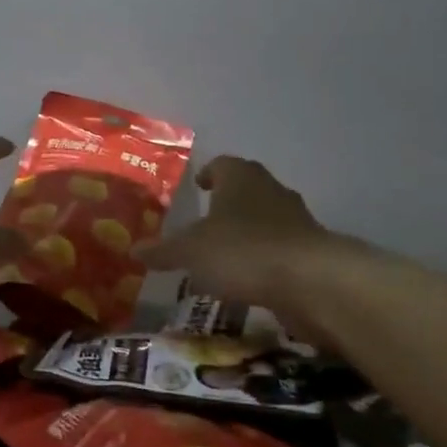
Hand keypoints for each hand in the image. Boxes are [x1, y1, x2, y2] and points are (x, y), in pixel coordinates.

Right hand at [138, 156, 340, 320]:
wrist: (312, 281)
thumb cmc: (243, 250)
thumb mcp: (191, 252)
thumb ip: (164, 251)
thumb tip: (134, 250)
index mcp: (240, 177)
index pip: (221, 164)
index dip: (207, 174)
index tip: (198, 186)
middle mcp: (270, 190)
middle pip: (245, 190)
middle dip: (226, 205)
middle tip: (203, 224)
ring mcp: (296, 220)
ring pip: (264, 220)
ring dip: (245, 234)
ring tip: (221, 258)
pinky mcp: (310, 251)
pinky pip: (278, 250)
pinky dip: (262, 261)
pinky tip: (246, 282)